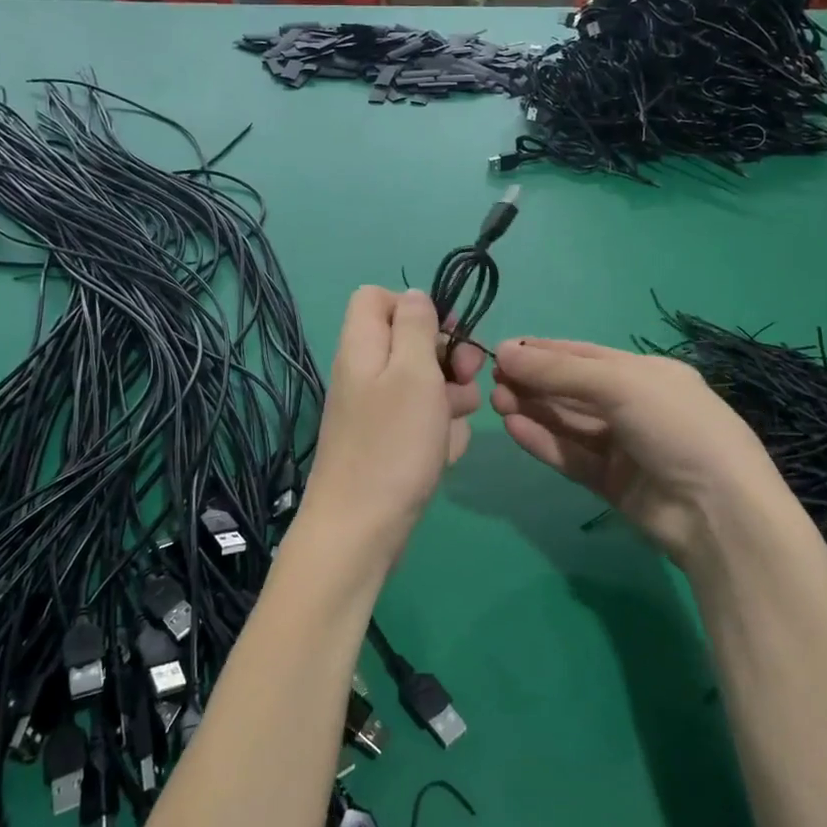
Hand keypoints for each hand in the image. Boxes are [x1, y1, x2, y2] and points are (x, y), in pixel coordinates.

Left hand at [297, 288, 482, 568]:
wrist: (362, 529)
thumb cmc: (392, 444)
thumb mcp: (413, 372)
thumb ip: (416, 326)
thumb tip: (415, 297)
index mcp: (363, 346)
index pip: (378, 298)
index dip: (415, 306)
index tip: (446, 332)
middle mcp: (366, 373)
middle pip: (412, 343)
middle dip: (447, 360)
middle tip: (463, 380)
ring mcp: (377, 411)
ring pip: (427, 386)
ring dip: (450, 403)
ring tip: (449, 429)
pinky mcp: (390, 443)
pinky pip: (424, 424)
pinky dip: (438, 435)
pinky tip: (441, 456)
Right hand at [491, 338, 803, 572]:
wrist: (718, 512)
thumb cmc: (676, 428)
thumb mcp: (620, 385)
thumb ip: (559, 371)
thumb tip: (505, 351)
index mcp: (646, 374)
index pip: (584, 355)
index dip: (542, 352)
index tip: (501, 350)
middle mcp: (634, 406)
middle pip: (572, 389)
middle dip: (533, 382)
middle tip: (491, 380)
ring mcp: (623, 446)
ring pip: (568, 422)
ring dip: (533, 410)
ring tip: (495, 401)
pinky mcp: (611, 482)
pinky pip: (570, 455)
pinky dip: (543, 441)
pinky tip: (513, 429)